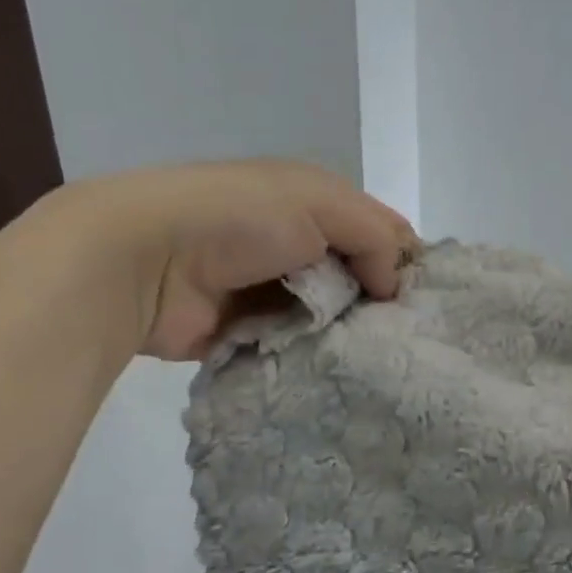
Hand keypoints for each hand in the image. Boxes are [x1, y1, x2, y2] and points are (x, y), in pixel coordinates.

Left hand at [41, 160, 416, 361]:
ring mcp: (271, 291)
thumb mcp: (320, 202)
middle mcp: (296, 245)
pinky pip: (298, 345)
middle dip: (381, 303)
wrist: (145, 259)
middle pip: (357, 277)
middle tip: (409, 336)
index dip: (403, 259)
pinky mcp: (250, 332)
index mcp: (313, 204)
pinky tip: (342, 370)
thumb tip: (393, 285)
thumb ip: (374, 234)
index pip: (377, 231)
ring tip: (381, 358)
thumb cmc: (240, 217)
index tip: (425, 298)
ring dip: (350, 332)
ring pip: (331, 316)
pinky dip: (316, 354)